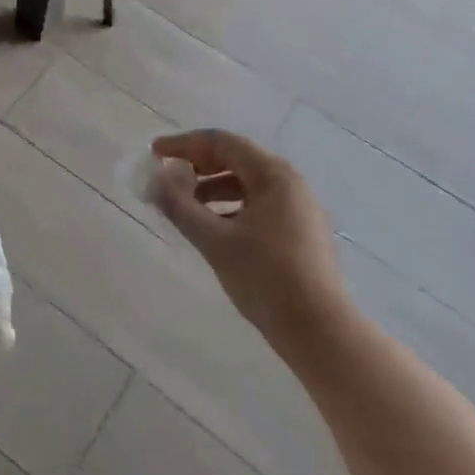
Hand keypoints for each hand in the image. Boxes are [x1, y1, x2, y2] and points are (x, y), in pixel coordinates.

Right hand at [152, 130, 347, 361]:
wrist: (320, 332)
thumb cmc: (265, 278)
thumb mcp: (214, 241)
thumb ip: (180, 205)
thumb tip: (157, 178)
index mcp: (273, 175)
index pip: (222, 143)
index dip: (184, 144)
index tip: (155, 153)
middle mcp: (290, 183)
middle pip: (236, 159)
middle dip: (198, 165)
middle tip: (168, 177)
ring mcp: (299, 208)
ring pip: (248, 184)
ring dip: (213, 187)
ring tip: (185, 206)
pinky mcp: (301, 232)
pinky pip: (259, 204)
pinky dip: (231, 207)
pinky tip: (213, 229)